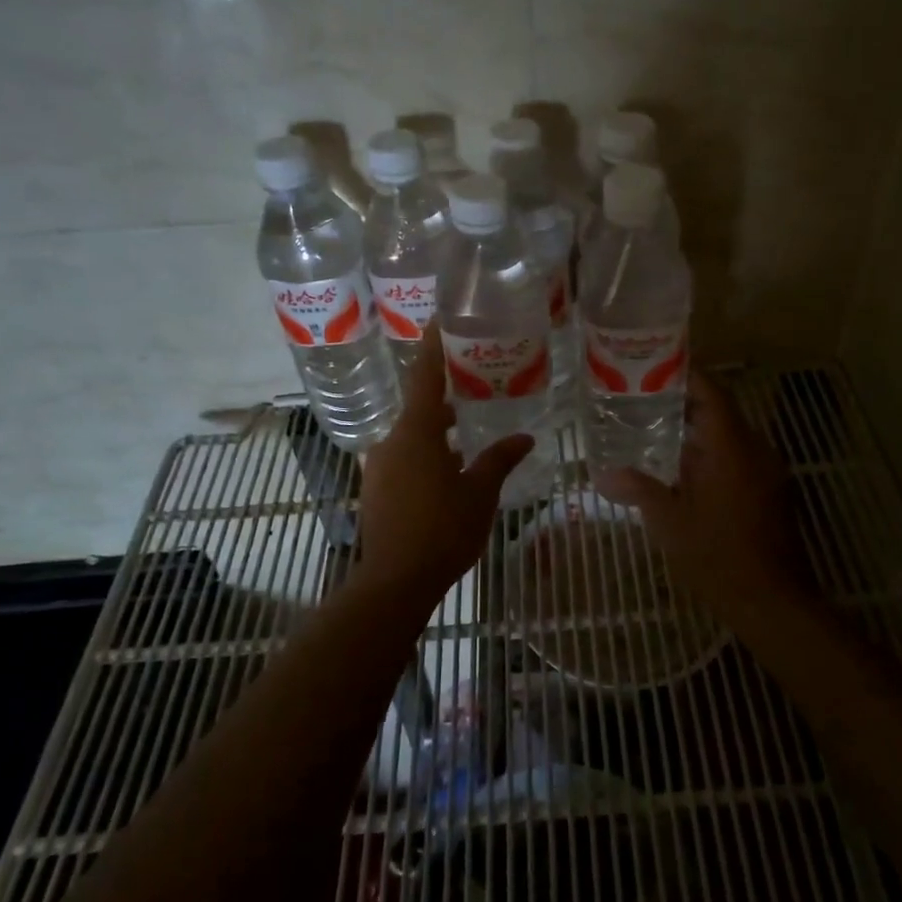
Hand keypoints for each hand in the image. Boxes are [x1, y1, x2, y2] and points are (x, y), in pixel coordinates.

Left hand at [356, 325, 533, 602]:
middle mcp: (392, 441)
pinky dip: (427, 455)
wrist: (395, 581)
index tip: (441, 320)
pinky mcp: (377, 489)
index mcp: (417, 432)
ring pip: (413, 436)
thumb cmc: (443, 530)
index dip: (433, 346)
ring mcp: (380, 466)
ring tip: (471, 433)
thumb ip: (500, 459)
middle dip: (447, 396)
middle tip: (477, 385)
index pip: (424, 376)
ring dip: (439, 431)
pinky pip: (405, 458)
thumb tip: (524, 437)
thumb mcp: (480, 492)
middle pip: (420, 407)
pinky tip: (450, 472)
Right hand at [595, 372, 806, 627]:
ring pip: (730, 434)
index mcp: (731, 447)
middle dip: (684, 400)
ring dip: (698, 428)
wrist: (772, 600)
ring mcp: (767, 470)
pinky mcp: (770, 490)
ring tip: (656, 428)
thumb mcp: (669, 521)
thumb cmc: (717, 555)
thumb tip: (603, 474)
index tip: (655, 364)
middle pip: (721, 410)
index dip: (686, 374)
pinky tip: (683, 468)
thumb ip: (638, 489)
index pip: (711, 393)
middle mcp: (755, 449)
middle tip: (644, 397)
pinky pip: (738, 456)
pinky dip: (711, 451)